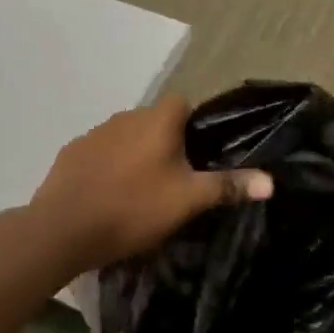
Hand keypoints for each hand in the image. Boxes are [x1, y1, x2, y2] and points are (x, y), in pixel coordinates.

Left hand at [29, 96, 273, 273]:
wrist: (62, 229)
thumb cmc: (133, 208)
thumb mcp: (188, 201)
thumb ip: (228, 186)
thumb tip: (271, 180)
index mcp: (156, 121)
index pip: (183, 103)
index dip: (195, 124)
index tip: (200, 155)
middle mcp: (124, 117)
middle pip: (155, 122)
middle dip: (166, 143)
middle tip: (176, 180)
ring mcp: (93, 134)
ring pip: (125, 138)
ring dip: (135, 155)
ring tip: (141, 192)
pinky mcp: (70, 155)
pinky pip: (99, 154)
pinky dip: (108, 168)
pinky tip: (108, 197)